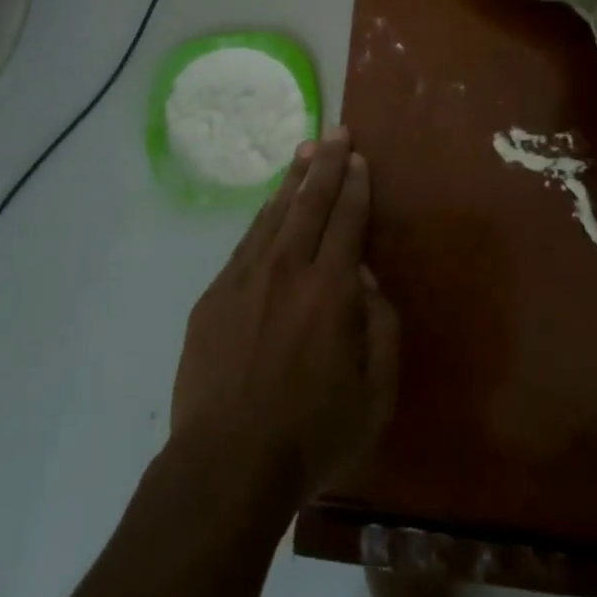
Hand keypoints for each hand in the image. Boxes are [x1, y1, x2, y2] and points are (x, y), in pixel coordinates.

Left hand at [170, 129, 399, 509]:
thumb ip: (381, 326)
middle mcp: (288, 269)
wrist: (226, 463)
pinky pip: (247, 241)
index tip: (358, 158)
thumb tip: (366, 278)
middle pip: (310, 202)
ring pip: (274, 213)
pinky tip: (270, 205)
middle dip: (326, 164)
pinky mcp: (215, 295)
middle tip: (335, 133)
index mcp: (331, 289)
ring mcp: (246, 278)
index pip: (347, 220)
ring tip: (305, 152)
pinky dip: (264, 215)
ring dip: (293, 180)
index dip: (355, 186)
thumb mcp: (376, 392)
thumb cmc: (312, 434)